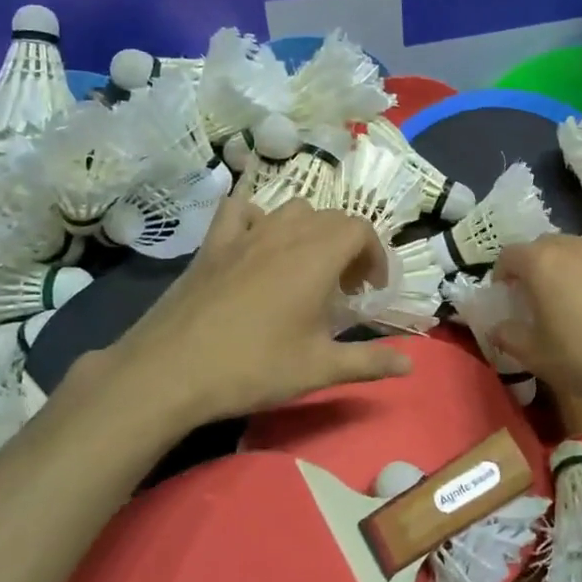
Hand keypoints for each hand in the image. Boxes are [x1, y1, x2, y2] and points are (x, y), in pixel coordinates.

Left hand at [77, 194, 411, 426]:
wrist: (171, 371)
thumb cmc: (253, 368)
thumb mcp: (319, 369)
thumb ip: (369, 361)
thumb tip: (410, 364)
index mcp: (316, 257)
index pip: (361, 229)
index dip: (375, 255)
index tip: (371, 290)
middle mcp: (284, 234)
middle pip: (331, 217)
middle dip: (349, 245)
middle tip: (346, 286)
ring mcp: (245, 234)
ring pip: (291, 210)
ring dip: (310, 230)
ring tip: (308, 266)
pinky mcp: (212, 244)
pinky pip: (239, 210)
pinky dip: (256, 218)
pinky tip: (256, 244)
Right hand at [491, 235, 581, 410]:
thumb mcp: (536, 356)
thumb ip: (509, 337)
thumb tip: (497, 328)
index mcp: (542, 263)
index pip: (510, 254)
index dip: (502, 273)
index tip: (506, 294)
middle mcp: (575, 248)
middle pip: (545, 246)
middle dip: (536, 266)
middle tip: (537, 297)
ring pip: (580, 253)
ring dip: (570, 270)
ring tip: (575, 302)